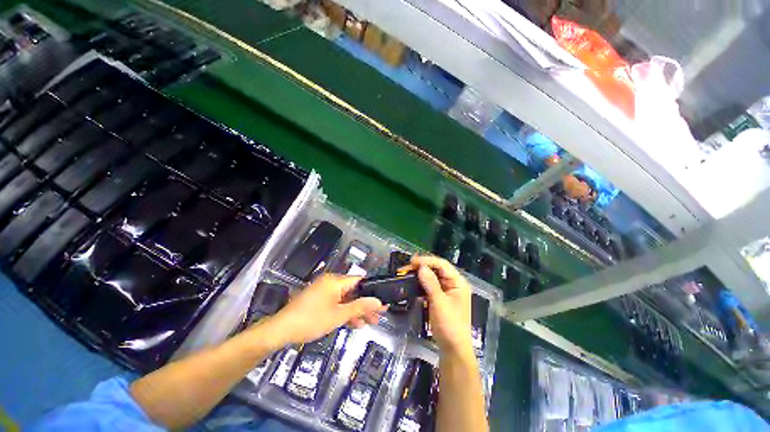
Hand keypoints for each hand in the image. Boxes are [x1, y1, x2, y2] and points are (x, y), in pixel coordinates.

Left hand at [263, 274, 384, 345]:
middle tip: (378, 316)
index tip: (382, 301)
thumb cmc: (311, 320)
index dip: (372, 291)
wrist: (281, 331)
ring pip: (346, 299)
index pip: (360, 281)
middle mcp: (331, 283)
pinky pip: (337, 303)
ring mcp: (324, 292)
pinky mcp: (319, 300)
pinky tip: (354, 323)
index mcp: (335, 281)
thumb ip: (360, 307)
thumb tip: (378, 302)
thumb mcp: (338, 315)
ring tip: (369, 322)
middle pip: (353, 291)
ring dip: (356, 310)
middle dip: (365, 304)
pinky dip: (345, 312)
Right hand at [405, 256, 473, 356]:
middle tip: (406, 267)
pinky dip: (421, 284)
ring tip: (406, 273)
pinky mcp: (440, 298)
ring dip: (419, 274)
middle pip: (437, 269)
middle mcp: (453, 283)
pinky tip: (412, 283)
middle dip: (422, 266)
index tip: (412, 261)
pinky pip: (430, 286)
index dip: (427, 261)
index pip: (442, 264)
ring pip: (432, 277)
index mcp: (458, 282)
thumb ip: (430, 283)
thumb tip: (421, 267)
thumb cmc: (449, 325)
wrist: (453, 349)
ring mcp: (446, 291)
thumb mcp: (439, 303)